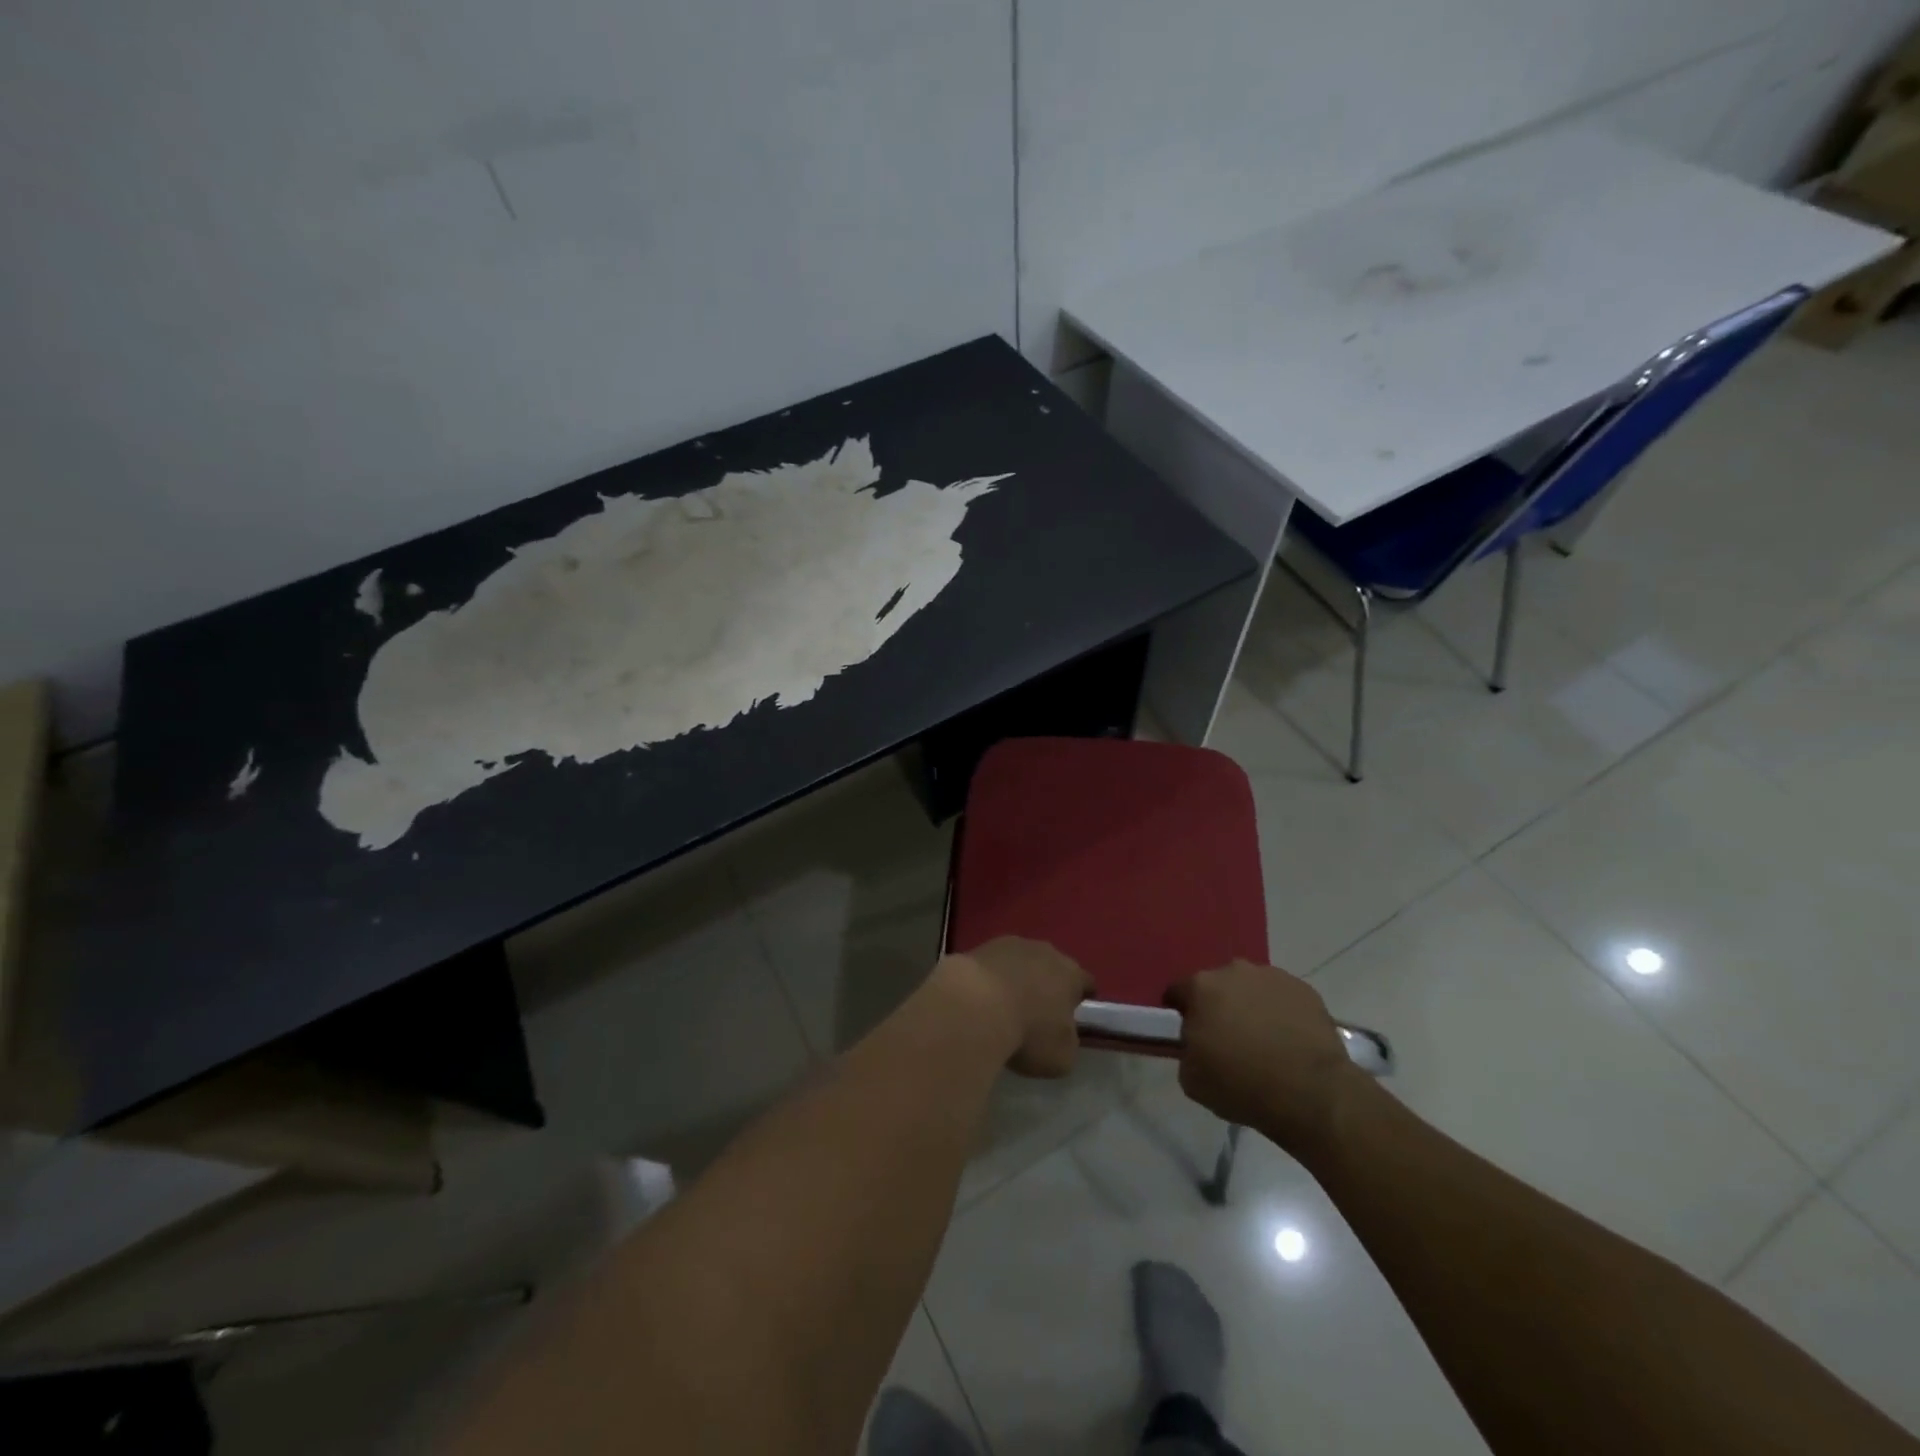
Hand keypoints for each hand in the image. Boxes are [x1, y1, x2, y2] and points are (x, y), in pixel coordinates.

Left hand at [947, 938, 1093, 1078]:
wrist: (975, 1005)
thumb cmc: (1028, 1032)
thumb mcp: (1061, 1056)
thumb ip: (1068, 1043)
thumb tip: (1063, 1036)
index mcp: (1071, 974)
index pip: (1085, 982)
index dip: (1083, 997)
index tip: (1075, 1012)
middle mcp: (1045, 951)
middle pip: (1053, 966)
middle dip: (1048, 984)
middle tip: (1039, 1010)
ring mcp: (1010, 945)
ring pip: (1021, 961)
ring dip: (1018, 978)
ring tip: (1006, 1004)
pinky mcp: (980, 947)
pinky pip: (993, 964)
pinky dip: (991, 978)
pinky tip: (982, 998)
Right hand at [1168, 960, 1369, 1155]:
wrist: (1312, 1093)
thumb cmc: (1242, 1084)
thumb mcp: (1191, 1078)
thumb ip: (1186, 1051)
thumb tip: (1196, 1045)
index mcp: (1201, 987)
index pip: (1178, 991)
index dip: (1180, 1013)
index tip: (1189, 1035)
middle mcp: (1234, 971)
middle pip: (1217, 986)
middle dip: (1218, 1007)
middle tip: (1226, 1039)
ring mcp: (1272, 977)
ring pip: (1251, 989)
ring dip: (1250, 1007)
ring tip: (1262, 1041)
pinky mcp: (1304, 990)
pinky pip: (1282, 999)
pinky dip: (1280, 1014)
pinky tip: (1288, 1041)